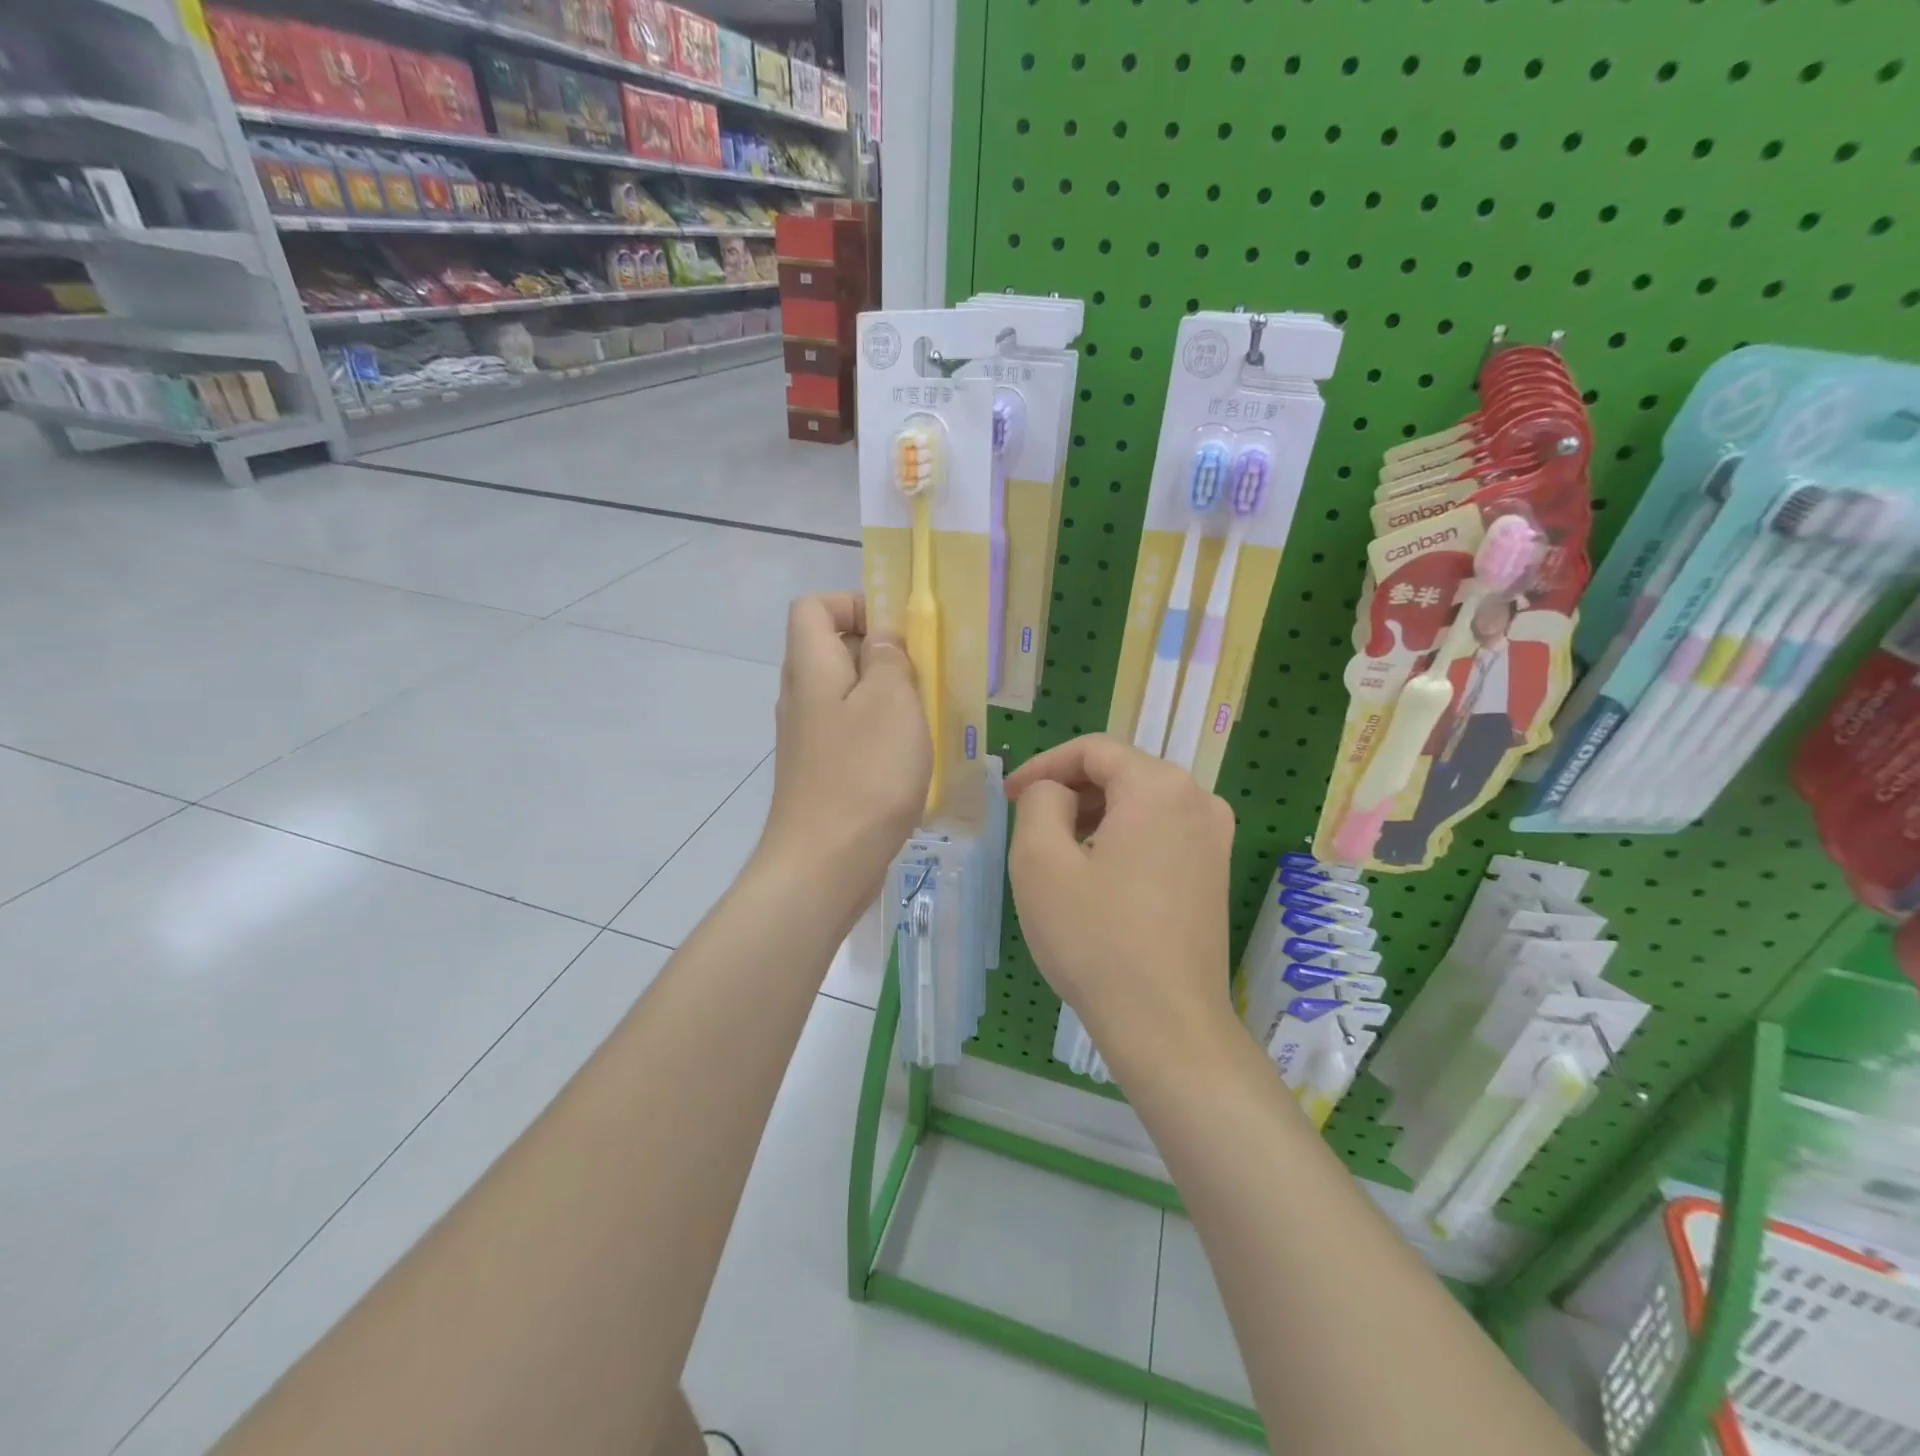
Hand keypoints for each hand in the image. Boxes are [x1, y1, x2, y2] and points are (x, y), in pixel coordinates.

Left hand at [757, 594, 930, 918]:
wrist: (824, 865)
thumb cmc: (864, 775)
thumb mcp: (891, 702)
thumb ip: (889, 659)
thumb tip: (882, 640)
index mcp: (811, 668)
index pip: (814, 607)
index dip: (854, 604)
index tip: (898, 630)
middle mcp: (801, 697)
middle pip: (833, 649)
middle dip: (881, 653)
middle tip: (925, 675)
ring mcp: (808, 738)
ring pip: (847, 695)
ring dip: (886, 697)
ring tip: (925, 717)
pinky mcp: (820, 772)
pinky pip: (850, 732)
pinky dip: (879, 733)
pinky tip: (910, 758)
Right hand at [1005, 735, 1236, 1074]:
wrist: (1166, 1024)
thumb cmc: (1096, 938)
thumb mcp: (1040, 861)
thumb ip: (1040, 801)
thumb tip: (1057, 793)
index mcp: (1159, 786)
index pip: (1093, 750)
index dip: (1044, 765)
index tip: (1010, 796)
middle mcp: (1198, 800)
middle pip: (1121, 772)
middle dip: (1069, 789)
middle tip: (1028, 822)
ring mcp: (1214, 838)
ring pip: (1140, 802)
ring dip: (1094, 814)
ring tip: (1058, 850)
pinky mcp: (1215, 871)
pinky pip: (1160, 832)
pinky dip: (1122, 837)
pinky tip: (1096, 874)